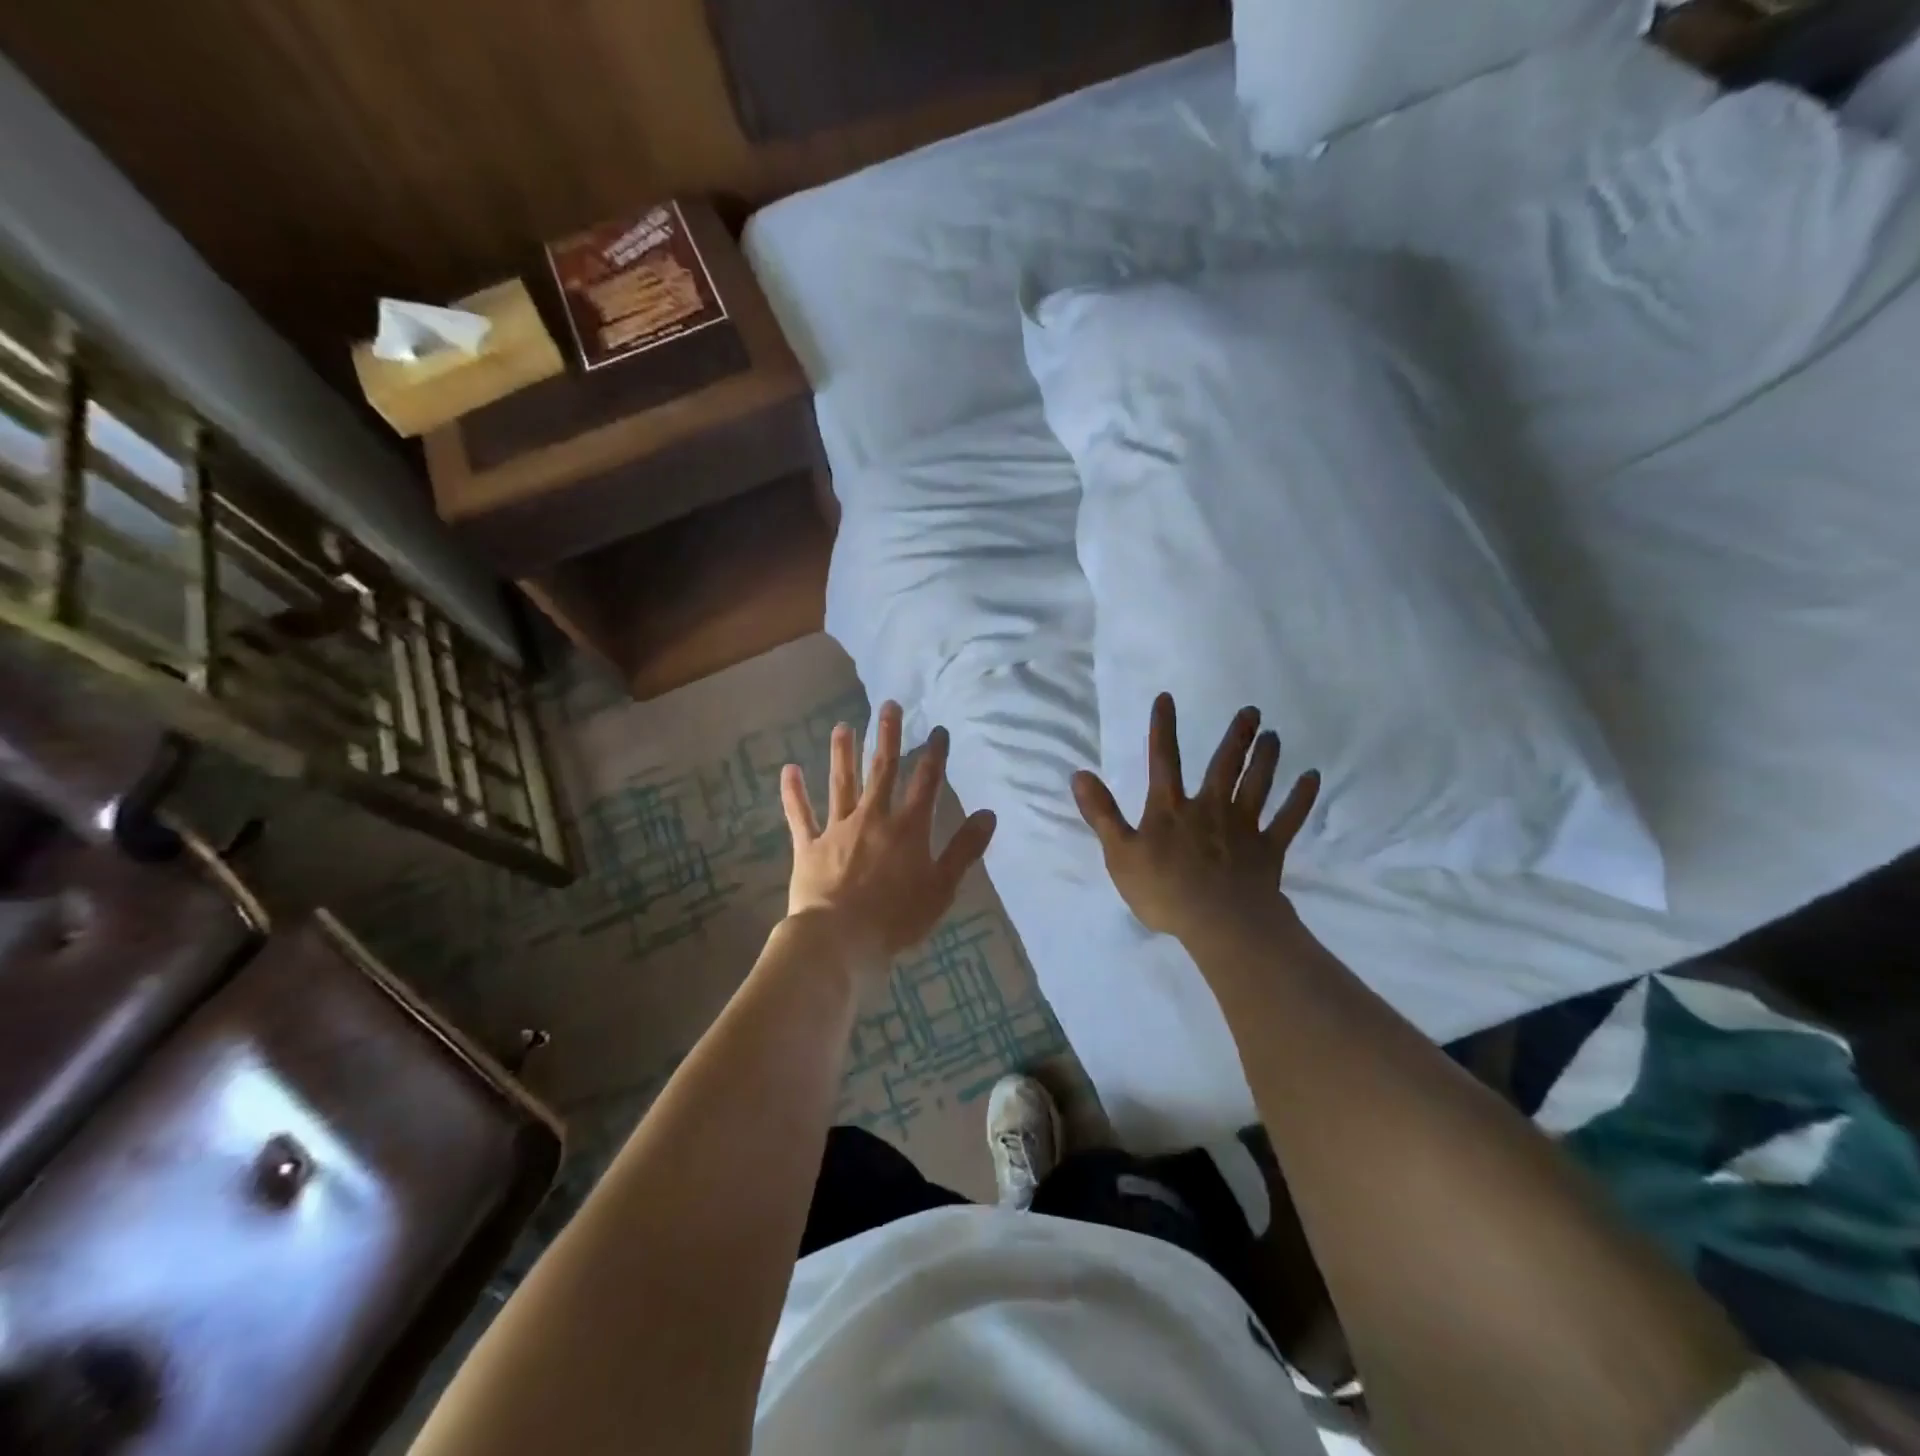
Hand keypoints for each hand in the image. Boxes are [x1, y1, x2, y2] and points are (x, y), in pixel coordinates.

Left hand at [781, 701, 996, 979]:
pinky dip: (794, 793)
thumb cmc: (897, 917)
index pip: (926, 782)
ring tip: (841, 727)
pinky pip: (800, 815)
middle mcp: (873, 817)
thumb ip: (964, 849)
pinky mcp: (809, 846)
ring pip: (841, 783)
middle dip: (886, 736)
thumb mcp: (942, 887)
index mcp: (908, 828)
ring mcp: (837, 829)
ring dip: (842, 754)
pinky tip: (788, 769)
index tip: (937, 729)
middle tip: (888, 705)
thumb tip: (989, 813)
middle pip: (882, 770)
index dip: (934, 755)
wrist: (839, 938)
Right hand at [1072, 694, 1318, 945]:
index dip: (1163, 729)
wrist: (1219, 923)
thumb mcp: (1120, 854)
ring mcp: (1242, 827)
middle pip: (1223, 766)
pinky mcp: (1268, 849)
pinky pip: (1287, 820)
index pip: (1163, 760)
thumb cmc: (1164, 890)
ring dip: (1266, 760)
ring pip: (1257, 785)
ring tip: (1275, 737)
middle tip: (1252, 711)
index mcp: (1170, 809)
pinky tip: (1312, 779)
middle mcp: (1209, 808)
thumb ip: (1101, 813)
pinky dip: (1300, 799)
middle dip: (1236, 737)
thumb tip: (1079, 773)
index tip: (1167, 698)